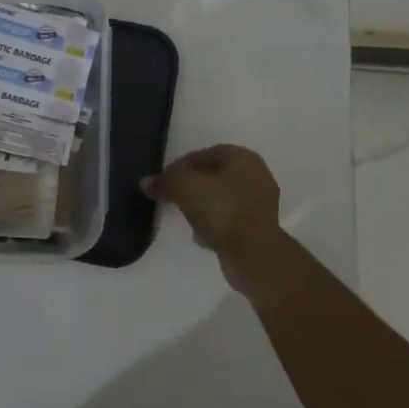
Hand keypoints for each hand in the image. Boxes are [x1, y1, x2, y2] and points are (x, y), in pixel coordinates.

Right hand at [142, 145, 283, 264]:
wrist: (253, 253)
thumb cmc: (221, 210)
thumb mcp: (184, 187)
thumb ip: (165, 180)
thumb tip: (147, 182)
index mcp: (242, 158)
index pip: (205, 154)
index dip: (181, 166)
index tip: (165, 181)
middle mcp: (257, 175)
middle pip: (215, 176)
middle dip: (193, 187)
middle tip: (174, 198)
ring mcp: (262, 203)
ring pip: (223, 199)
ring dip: (204, 207)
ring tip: (186, 219)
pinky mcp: (261, 228)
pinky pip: (231, 220)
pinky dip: (216, 225)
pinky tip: (203, 237)